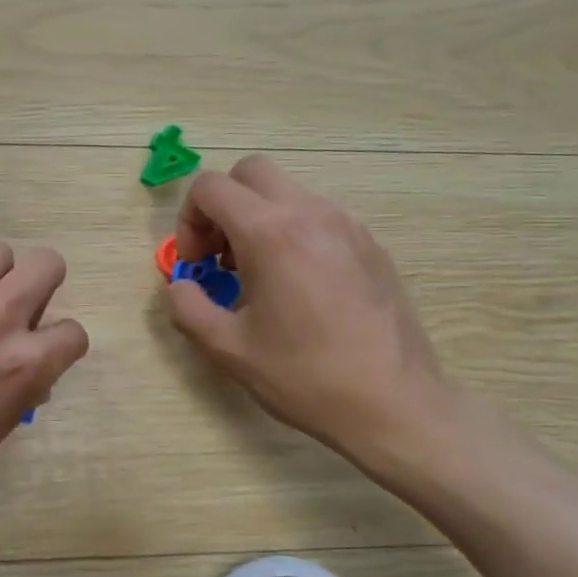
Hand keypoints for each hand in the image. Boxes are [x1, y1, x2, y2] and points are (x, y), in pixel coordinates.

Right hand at [166, 156, 463, 488]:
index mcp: (271, 232)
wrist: (394, 404)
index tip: (197, 265)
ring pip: (288, 191)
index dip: (189, 220)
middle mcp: (310, 213)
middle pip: (251, 172)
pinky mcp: (371, 244)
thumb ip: (187, 307)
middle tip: (221, 255)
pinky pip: (318, 215)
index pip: (211, 187)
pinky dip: (292, 231)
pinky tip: (298, 286)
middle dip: (223, 205)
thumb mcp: (227, 349)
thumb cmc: (305, 376)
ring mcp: (347, 225)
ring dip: (258, 217)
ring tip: (258, 274)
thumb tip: (182, 285)